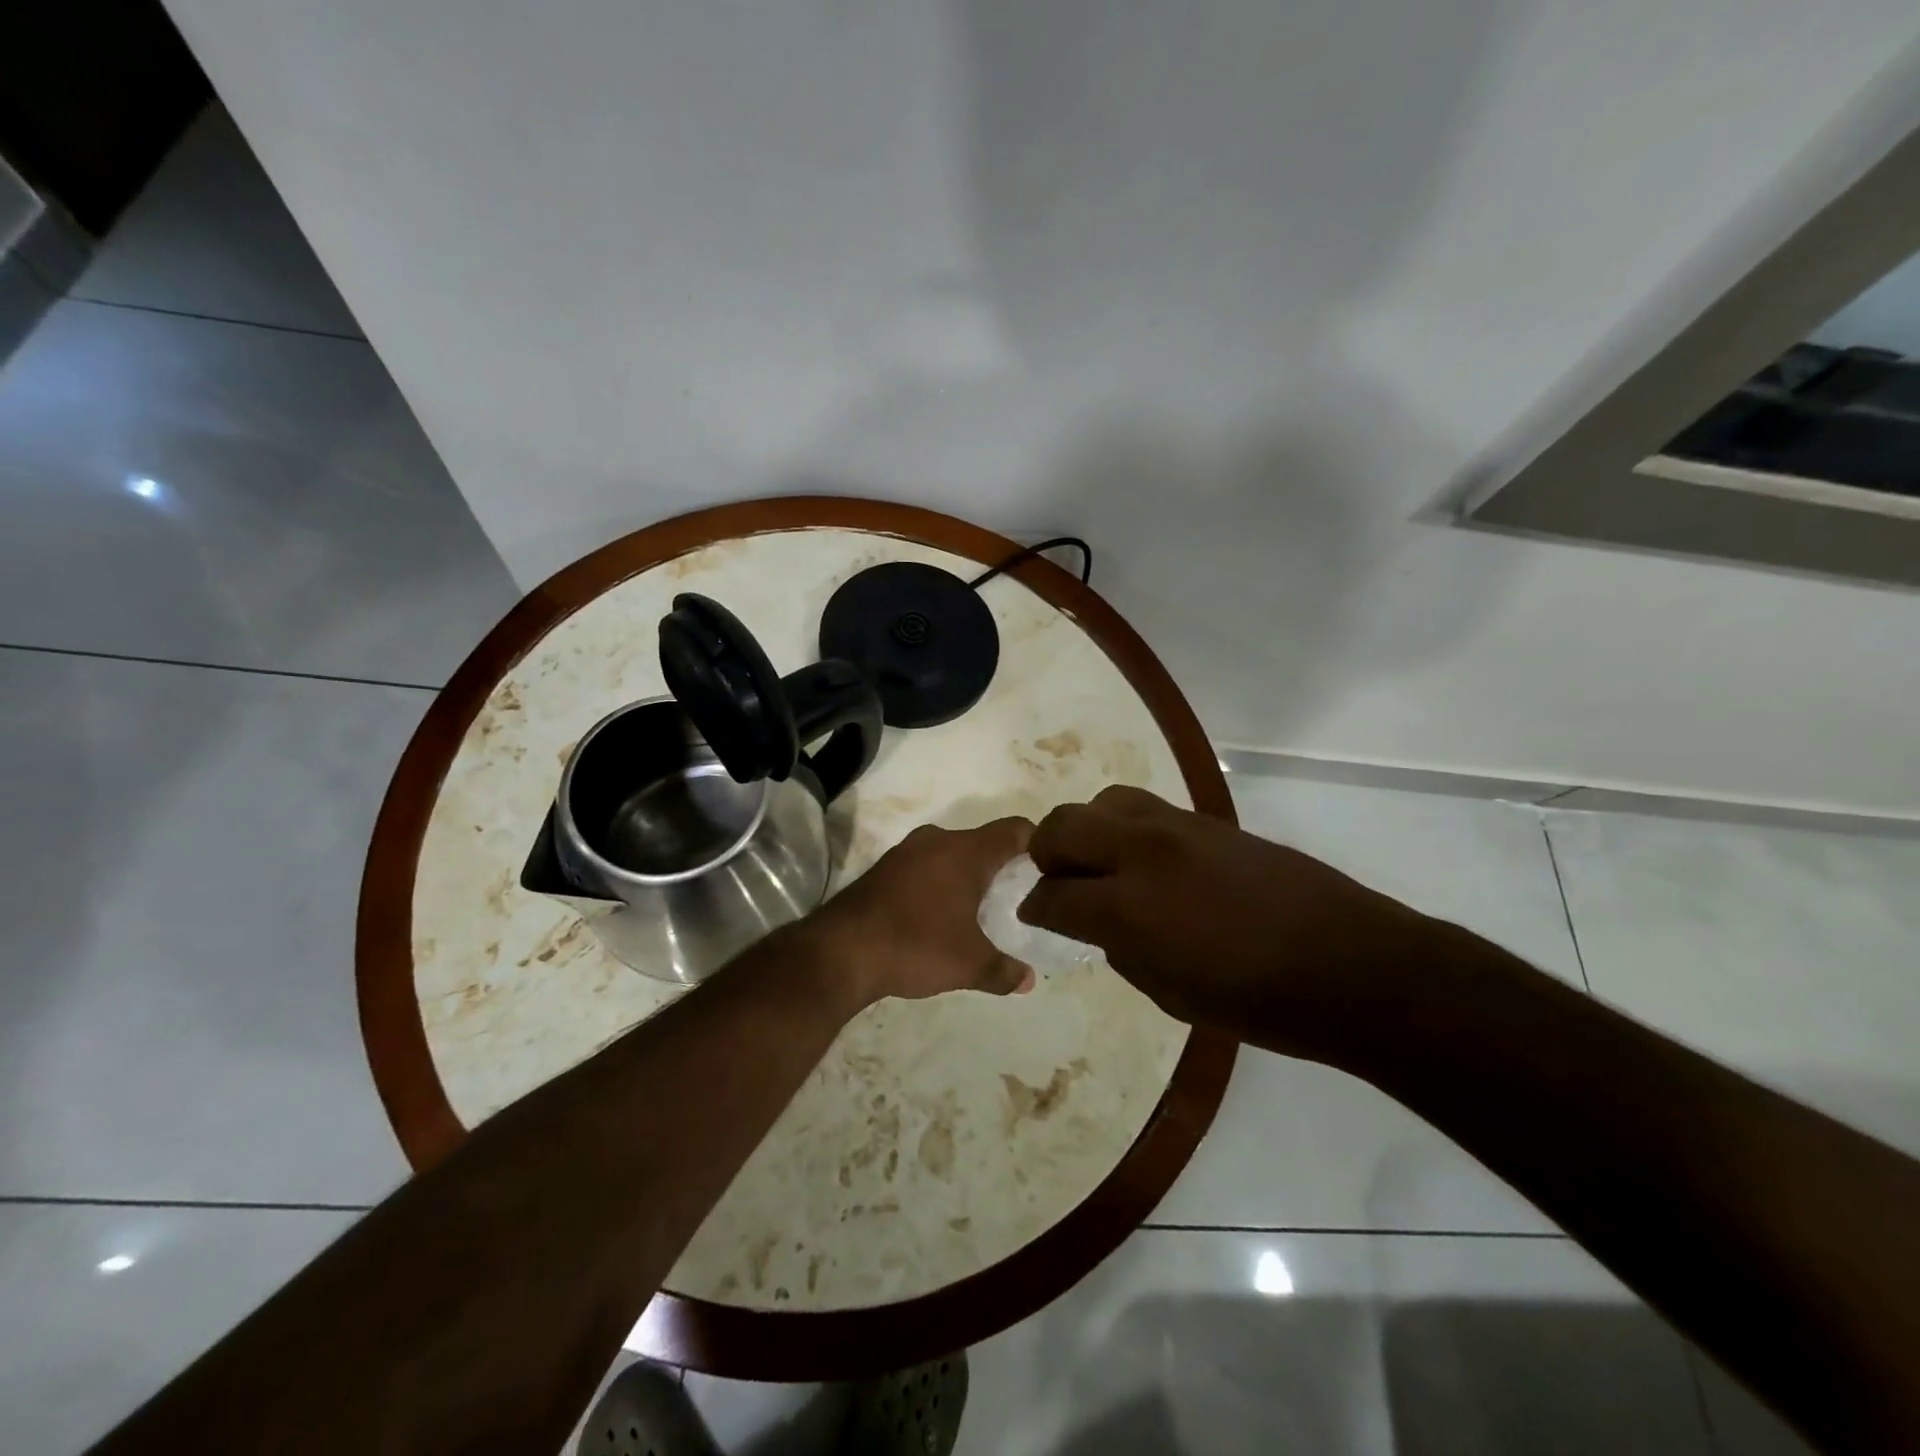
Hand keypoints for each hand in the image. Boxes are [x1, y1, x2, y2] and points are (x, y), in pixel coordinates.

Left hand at [805, 818, 1036, 1005]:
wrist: (840, 950)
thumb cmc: (916, 945)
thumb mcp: (969, 965)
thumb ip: (1004, 971)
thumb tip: (1028, 981)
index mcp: (966, 852)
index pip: (1015, 829)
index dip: (1038, 842)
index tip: (1050, 866)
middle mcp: (938, 841)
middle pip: (983, 841)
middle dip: (1002, 864)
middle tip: (1020, 895)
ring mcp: (906, 852)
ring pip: (951, 853)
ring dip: (967, 874)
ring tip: (982, 908)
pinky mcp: (884, 868)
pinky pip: (925, 865)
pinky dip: (939, 882)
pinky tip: (939, 914)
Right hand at [1018, 786, 1435, 1063]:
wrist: (1348, 962)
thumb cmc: (1256, 1001)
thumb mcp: (1170, 995)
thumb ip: (1119, 950)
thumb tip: (1098, 924)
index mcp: (1128, 907)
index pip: (1053, 894)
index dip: (1035, 908)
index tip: (1033, 916)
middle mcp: (1142, 852)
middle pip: (1064, 826)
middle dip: (1045, 853)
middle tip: (1055, 880)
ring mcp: (1178, 827)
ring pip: (1105, 801)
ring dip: (1088, 830)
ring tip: (1100, 862)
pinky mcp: (1209, 819)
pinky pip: (1147, 808)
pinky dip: (1128, 828)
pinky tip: (1146, 860)